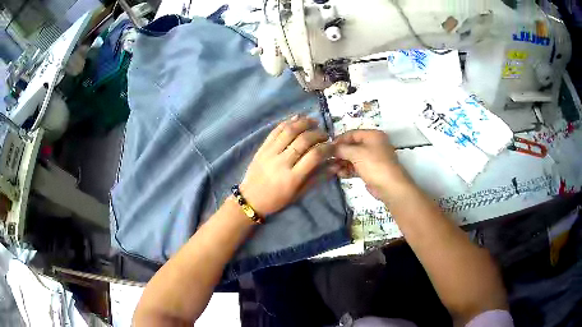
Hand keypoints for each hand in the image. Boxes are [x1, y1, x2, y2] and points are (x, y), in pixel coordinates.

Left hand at [240, 115, 331, 215]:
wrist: (250, 199)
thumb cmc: (277, 200)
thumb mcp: (299, 193)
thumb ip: (317, 178)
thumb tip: (336, 165)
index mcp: (292, 178)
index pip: (314, 156)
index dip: (327, 148)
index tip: (333, 146)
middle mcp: (281, 162)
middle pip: (303, 140)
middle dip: (318, 134)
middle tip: (325, 135)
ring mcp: (270, 153)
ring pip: (289, 131)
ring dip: (304, 123)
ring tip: (314, 122)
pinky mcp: (262, 147)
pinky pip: (276, 130)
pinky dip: (288, 122)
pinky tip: (297, 118)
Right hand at [331, 130, 405, 199]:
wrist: (390, 186)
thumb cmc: (374, 164)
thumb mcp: (356, 153)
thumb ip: (341, 149)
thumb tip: (330, 148)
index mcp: (373, 136)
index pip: (352, 134)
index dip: (339, 140)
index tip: (327, 148)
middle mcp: (373, 144)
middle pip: (352, 146)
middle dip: (340, 153)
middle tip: (328, 160)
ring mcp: (372, 158)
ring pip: (353, 158)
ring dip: (342, 163)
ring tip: (333, 169)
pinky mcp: (371, 171)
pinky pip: (356, 167)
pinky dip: (348, 170)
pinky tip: (341, 174)